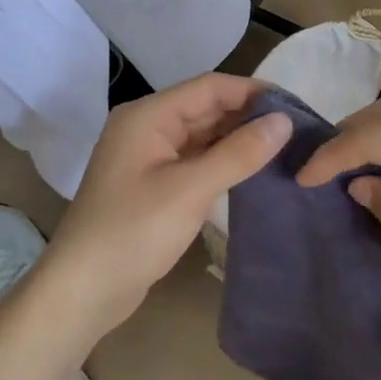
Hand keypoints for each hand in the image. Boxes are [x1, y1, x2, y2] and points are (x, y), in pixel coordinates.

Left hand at [39, 74, 291, 339]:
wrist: (83, 291)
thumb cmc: (133, 232)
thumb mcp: (190, 190)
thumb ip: (239, 153)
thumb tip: (285, 121)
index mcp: (148, 116)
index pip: (210, 88)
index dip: (253, 92)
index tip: (296, 107)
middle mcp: (147, 128)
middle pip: (206, 108)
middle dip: (249, 116)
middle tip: (297, 132)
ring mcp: (149, 157)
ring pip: (203, 135)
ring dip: (238, 140)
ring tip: (284, 150)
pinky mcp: (155, 184)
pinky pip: (196, 160)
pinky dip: (224, 162)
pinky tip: (252, 171)